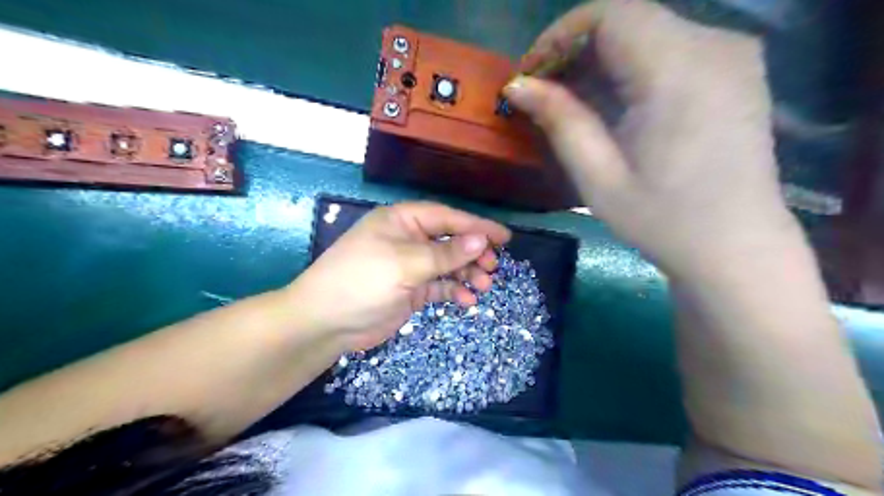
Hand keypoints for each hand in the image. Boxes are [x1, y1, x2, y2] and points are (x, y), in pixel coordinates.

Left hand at [291, 200, 510, 347]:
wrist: (326, 323)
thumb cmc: (362, 281)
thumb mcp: (406, 264)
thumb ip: (446, 253)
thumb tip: (481, 239)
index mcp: (402, 221)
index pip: (447, 218)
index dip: (477, 226)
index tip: (504, 237)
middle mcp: (408, 239)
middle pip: (450, 240)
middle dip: (473, 253)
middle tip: (493, 266)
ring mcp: (410, 265)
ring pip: (448, 264)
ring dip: (467, 274)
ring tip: (484, 286)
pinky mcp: (410, 289)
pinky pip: (439, 285)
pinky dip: (454, 291)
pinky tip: (466, 300)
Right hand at [503, 1, 801, 277]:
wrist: (735, 247)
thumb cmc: (663, 220)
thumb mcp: (599, 177)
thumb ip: (560, 121)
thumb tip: (517, 85)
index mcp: (678, 71)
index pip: (608, 15)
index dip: (558, 36)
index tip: (529, 74)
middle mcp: (714, 46)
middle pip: (627, 19)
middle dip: (575, 49)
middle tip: (543, 92)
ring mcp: (731, 55)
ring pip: (647, 32)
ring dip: (600, 59)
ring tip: (570, 102)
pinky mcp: (735, 71)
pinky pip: (670, 49)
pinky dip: (630, 67)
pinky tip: (611, 103)